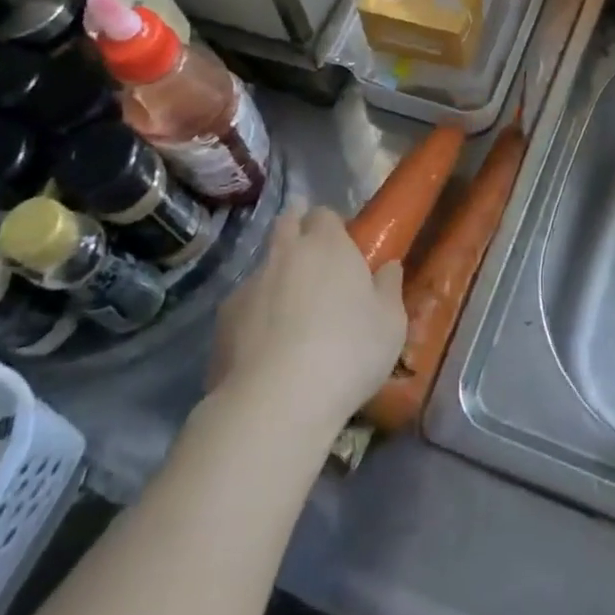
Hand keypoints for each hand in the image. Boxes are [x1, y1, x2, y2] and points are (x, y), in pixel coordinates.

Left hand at [210, 205, 406, 433]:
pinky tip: (266, 344)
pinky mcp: (224, 318)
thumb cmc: (348, 351)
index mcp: (328, 245)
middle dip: (297, 230)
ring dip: (277, 276)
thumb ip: (390, 288)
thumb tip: (389, 266)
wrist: (277, 400)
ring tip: (290, 312)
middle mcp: (286, 253)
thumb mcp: (391, 323)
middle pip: (286, 224)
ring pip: (265, 266)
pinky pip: (245, 304)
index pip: (325, 214)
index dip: (332, 226)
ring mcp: (250, 284)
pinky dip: (255, 314)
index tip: (343, 246)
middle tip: (313, 261)